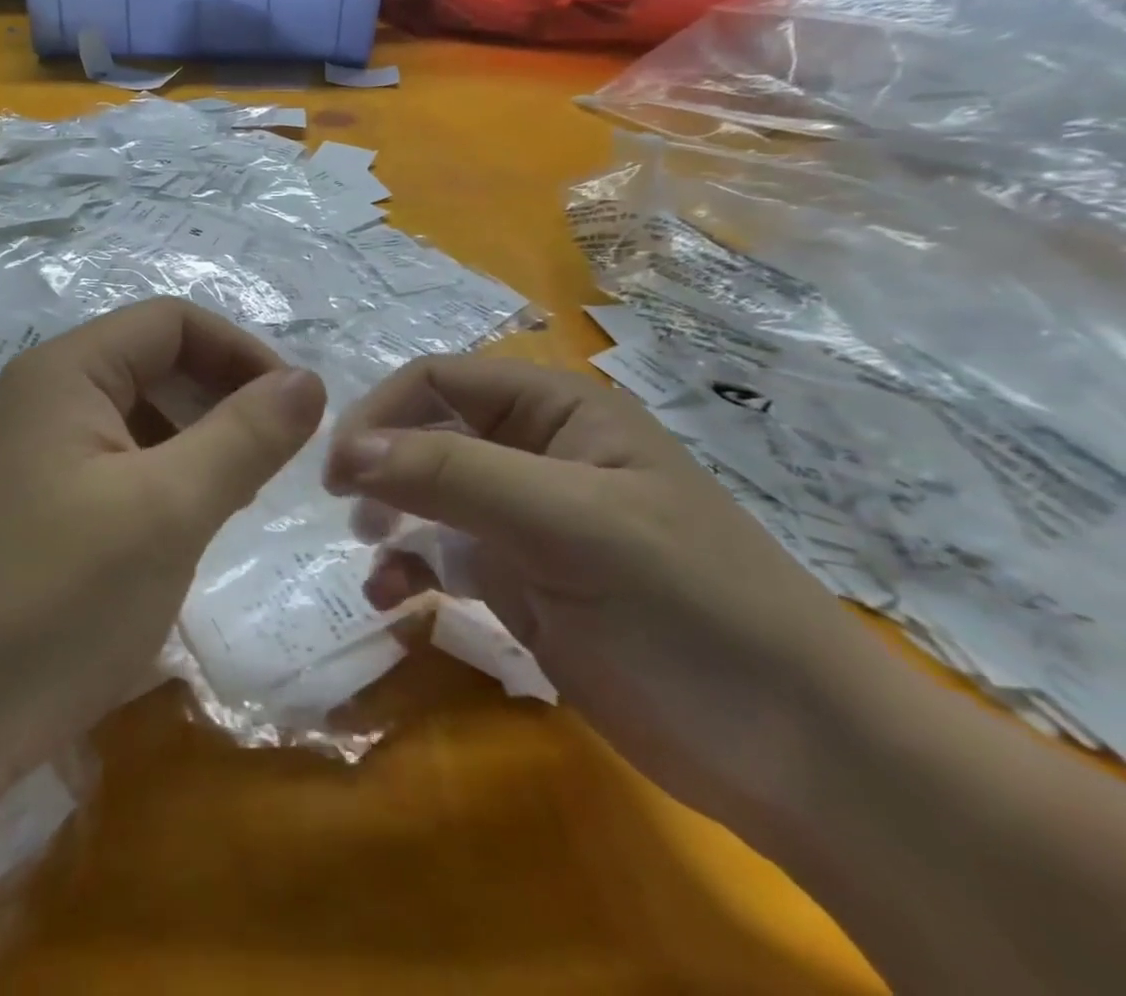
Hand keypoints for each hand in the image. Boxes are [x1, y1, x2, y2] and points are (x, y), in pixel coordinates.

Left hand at [0, 298, 325, 781]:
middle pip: (150, 365)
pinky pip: (106, 468)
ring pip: (131, 420)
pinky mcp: (21, 508)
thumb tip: (307, 381)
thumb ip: (245, 436)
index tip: (296, 412)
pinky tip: (171, 536)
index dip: (243, 353)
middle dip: (219, 401)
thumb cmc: (53, 602)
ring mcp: (24, 454)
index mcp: (64, 372)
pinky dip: (154, 484)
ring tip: (227, 503)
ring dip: (191, 446)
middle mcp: (37, 397)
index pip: (173, 323)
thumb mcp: (168, 511)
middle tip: (269, 466)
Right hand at [324, 355, 885, 829]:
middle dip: (380, 464)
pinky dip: (409, 568)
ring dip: (389, 517)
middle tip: (347, 510)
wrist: (799, 759)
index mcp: (557, 410)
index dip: (382, 413)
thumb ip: (452, 474)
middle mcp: (535, 452)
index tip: (339, 469)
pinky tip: (395, 600)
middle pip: (426, 432)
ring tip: (372, 555)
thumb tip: (345, 449)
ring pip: (426, 493)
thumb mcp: (568, 524)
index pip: (440, 380)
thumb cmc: (688, 610)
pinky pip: (441, 554)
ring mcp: (524, 519)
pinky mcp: (519, 581)